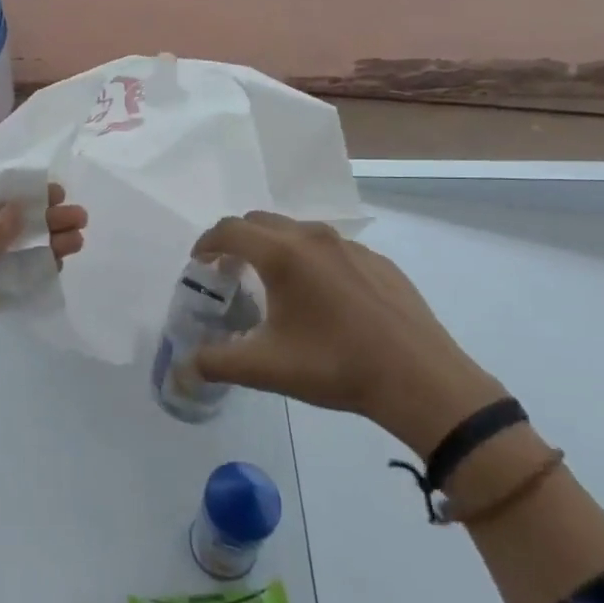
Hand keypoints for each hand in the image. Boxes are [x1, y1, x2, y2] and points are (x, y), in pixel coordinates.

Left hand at [0, 184, 87, 359]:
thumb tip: (19, 213)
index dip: (21, 195)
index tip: (55, 192)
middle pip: (6, 225)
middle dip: (42, 220)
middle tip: (78, 218)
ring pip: (11, 253)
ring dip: (43, 247)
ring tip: (77, 241)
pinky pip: (7, 282)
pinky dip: (32, 274)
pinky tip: (57, 266)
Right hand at [191, 212, 506, 454]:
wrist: (421, 380)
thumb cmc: (336, 367)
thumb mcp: (265, 368)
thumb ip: (215, 364)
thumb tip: (182, 371)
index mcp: (283, 256)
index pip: (230, 231)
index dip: (206, 244)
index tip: (198, 264)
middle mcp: (313, 239)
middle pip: (260, 222)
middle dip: (237, 241)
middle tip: (229, 273)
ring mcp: (350, 247)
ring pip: (297, 231)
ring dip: (273, 247)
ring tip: (272, 284)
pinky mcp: (378, 261)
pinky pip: (330, 247)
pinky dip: (309, 259)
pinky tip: (320, 299)